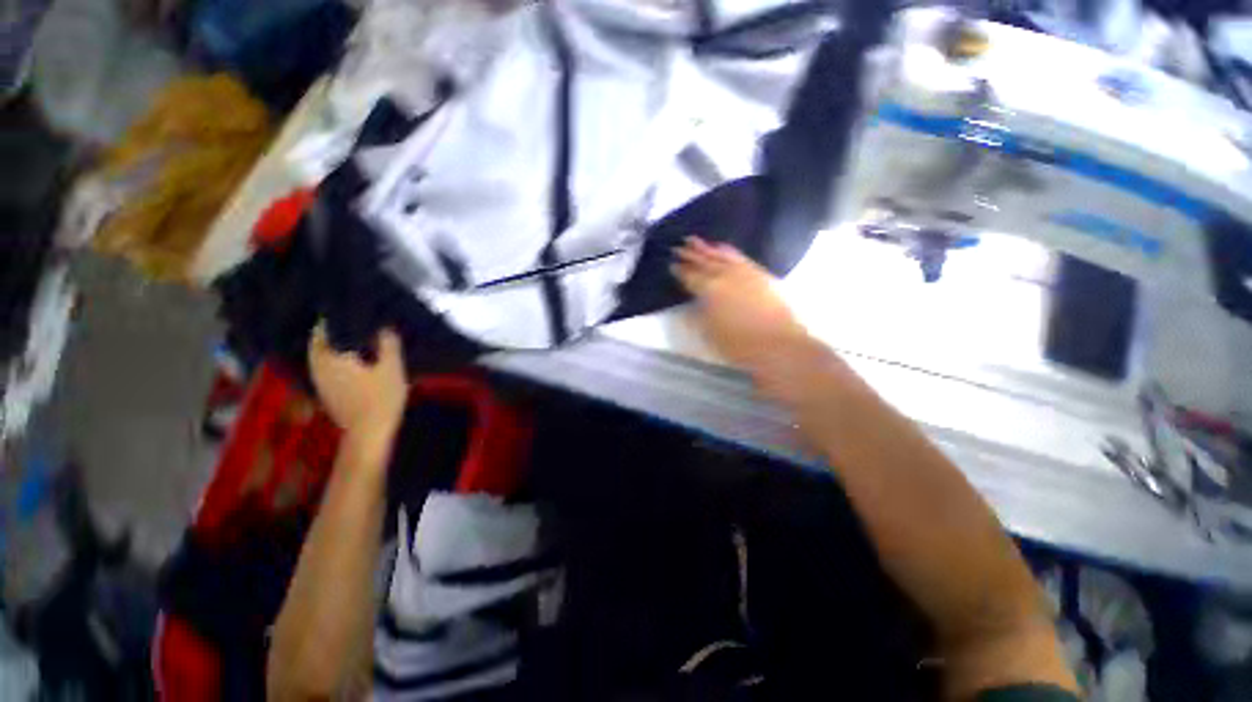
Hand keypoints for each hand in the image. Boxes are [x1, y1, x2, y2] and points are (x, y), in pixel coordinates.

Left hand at [308, 323, 407, 441]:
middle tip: (357, 321)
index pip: (325, 326)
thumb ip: (387, 343)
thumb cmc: (381, 398)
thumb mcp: (392, 367)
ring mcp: (319, 379)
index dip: (337, 316)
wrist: (368, 433)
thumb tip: (384, 325)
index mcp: (331, 356)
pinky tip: (353, 358)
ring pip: (321, 353)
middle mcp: (318, 365)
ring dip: (335, 343)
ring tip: (357, 337)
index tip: (353, 309)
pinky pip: (325, 365)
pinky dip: (336, 357)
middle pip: (320, 339)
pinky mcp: (325, 390)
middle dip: (335, 329)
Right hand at [672, 237, 809, 372]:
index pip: (690, 276)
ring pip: (721, 256)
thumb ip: (698, 312)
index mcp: (709, 290)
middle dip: (690, 254)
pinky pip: (739, 257)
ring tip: (695, 240)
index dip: (680, 271)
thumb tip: (694, 300)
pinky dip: (728, 251)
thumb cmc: (738, 344)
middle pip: (704, 262)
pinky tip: (723, 247)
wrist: (778, 344)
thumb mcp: (708, 332)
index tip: (672, 264)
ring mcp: (744, 272)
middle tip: (678, 246)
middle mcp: (725, 275)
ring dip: (707, 248)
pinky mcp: (760, 274)